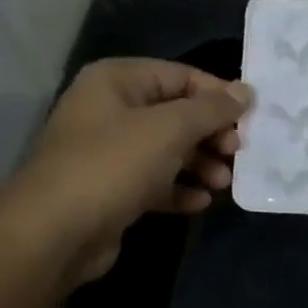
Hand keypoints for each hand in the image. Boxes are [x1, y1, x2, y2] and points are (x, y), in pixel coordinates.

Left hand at [1, 58, 250, 285]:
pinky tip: (200, 202)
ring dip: (202, 164)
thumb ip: (212, 109)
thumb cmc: (114, 165)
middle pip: (177, 114)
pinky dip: (181, 189)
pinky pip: (157, 181)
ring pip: (170, 150)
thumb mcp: (170, 129)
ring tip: (223, 183)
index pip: (181, 76)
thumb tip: (246, 91)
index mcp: (117, 81)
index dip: (218, 96)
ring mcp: (109, 151)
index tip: (251, 120)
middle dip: (212, 135)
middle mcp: (111, 110)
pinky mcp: (113, 189)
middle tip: (237, 154)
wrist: (56, 232)